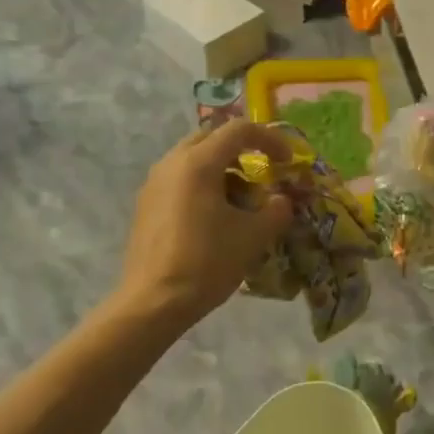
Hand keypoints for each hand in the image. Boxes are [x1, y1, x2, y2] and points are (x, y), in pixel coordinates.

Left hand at [114, 120, 296, 325]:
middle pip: (212, 139)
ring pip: (194, 160)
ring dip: (222, 170)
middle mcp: (172, 163)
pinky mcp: (146, 205)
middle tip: (262, 174)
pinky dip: (203, 186)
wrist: (153, 303)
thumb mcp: (253, 236)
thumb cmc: (207, 262)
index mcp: (198, 163)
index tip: (287, 162)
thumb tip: (281, 201)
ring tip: (241, 202)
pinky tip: (215, 219)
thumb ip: (276, 210)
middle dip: (242, 151)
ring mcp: (154, 184)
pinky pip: (180, 180)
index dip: (270, 140)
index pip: (239, 130)